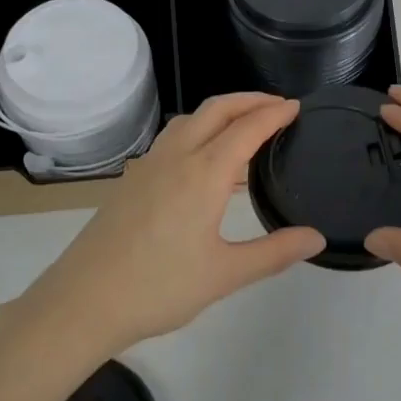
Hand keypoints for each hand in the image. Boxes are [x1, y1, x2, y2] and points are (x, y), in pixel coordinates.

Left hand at [17, 93, 325, 358]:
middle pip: (216, 110)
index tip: (296, 106)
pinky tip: (202, 156)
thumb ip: (274, 252)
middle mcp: (176, 157)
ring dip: (221, 111)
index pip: (247, 129)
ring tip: (244, 124)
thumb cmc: (159, 287)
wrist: (84, 300)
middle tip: (277, 105)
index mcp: (203, 173)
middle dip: (249, 99)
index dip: (274, 114)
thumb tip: (316, 238)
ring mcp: (149, 165)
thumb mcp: (225, 275)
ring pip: (190, 119)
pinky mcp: (132, 178)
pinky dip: (198, 128)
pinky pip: (172, 137)